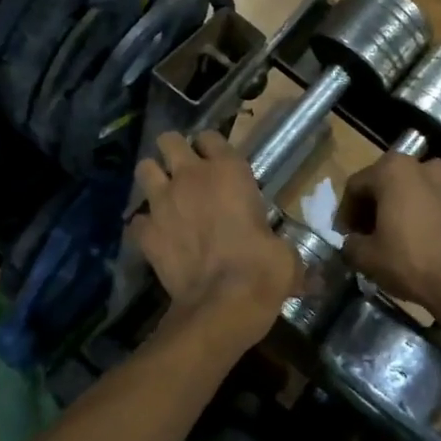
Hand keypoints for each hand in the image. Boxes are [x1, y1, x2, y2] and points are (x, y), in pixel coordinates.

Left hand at [130, 131, 299, 345]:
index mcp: (229, 171)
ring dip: (153, 180)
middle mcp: (190, 177)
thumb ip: (282, 249)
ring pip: (144, 169)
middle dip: (173, 152)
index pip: (211, 137)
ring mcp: (162, 202)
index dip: (211, 148)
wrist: (223, 303)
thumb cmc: (263, 270)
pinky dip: (144, 227)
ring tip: (164, 196)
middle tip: (183, 171)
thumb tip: (304, 275)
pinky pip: (137, 220)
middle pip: (168, 140)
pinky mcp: (145, 232)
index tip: (216, 161)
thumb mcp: (285, 255)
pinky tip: (156, 238)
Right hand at [337, 153, 440, 326]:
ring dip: (397, 210)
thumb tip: (352, 243)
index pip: (355, 186)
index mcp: (393, 170)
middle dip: (372, 208)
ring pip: (411, 192)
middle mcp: (423, 165)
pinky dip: (420, 215)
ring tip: (392, 239)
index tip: (344, 236)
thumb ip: (350, 244)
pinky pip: (433, 203)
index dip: (345, 212)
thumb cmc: (412, 261)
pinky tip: (417, 242)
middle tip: (365, 235)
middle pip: (385, 183)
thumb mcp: (367, 257)